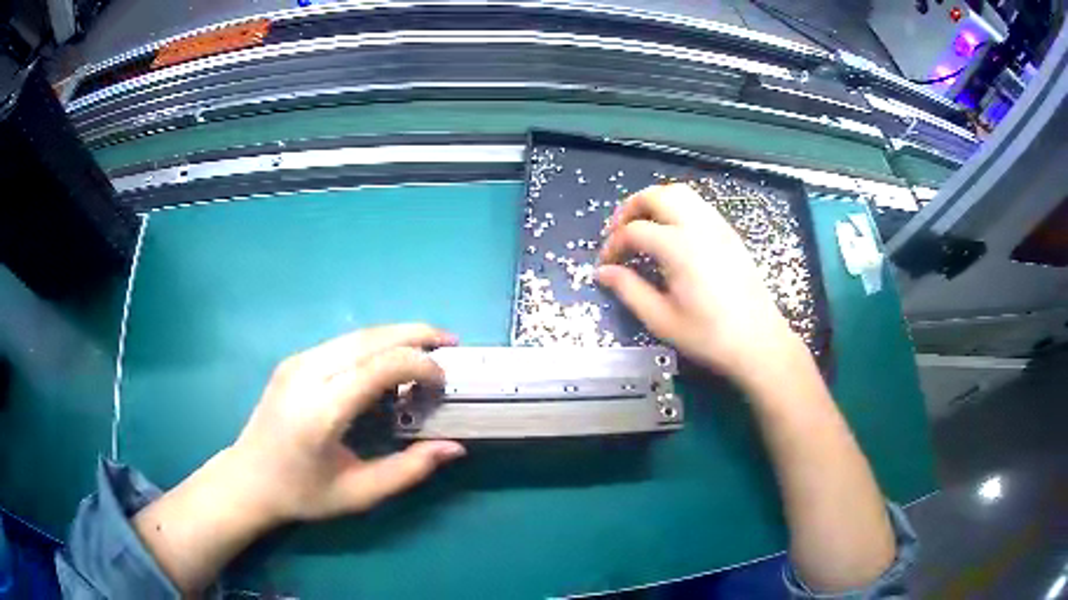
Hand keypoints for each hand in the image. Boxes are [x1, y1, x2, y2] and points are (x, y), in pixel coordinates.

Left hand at [228, 324, 465, 523]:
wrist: (248, 478)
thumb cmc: (303, 493)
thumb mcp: (359, 493)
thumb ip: (409, 470)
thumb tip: (455, 448)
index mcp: (322, 410)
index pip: (379, 366)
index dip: (420, 364)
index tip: (443, 382)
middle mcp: (307, 374)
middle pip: (370, 337)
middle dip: (415, 334)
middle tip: (450, 343)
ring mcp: (297, 362)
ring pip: (357, 334)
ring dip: (396, 335)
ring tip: (428, 346)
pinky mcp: (293, 360)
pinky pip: (342, 343)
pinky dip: (374, 345)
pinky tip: (389, 361)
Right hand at [597, 183, 798, 383]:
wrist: (758, 341)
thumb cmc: (709, 336)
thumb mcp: (662, 319)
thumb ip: (629, 290)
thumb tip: (602, 272)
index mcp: (679, 247)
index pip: (634, 231)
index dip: (613, 245)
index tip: (606, 264)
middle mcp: (698, 226)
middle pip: (656, 195)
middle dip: (630, 208)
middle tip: (618, 232)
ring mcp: (718, 226)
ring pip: (680, 193)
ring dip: (654, 202)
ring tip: (643, 227)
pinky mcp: (730, 233)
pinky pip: (698, 205)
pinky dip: (677, 208)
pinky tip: (672, 234)